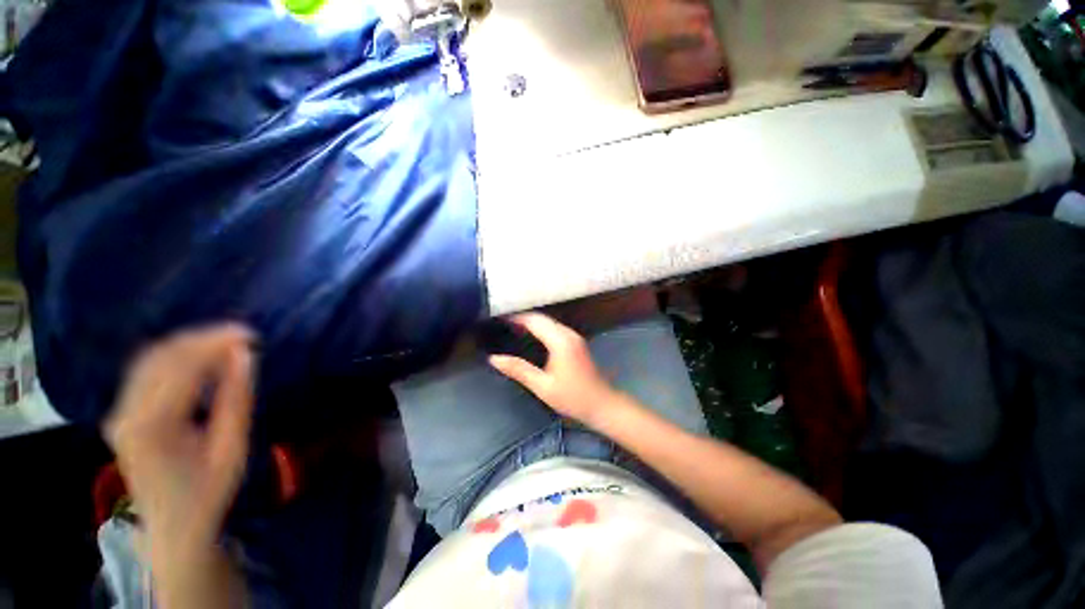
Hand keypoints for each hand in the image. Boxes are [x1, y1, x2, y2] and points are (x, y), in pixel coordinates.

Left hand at [104, 324, 254, 553]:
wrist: (172, 529)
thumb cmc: (208, 492)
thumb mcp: (232, 448)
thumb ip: (236, 399)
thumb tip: (245, 355)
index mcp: (152, 426)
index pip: (182, 367)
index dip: (215, 344)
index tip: (250, 334)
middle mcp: (126, 414)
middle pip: (161, 357)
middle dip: (202, 339)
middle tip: (242, 336)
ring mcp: (119, 414)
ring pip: (150, 360)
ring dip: (188, 345)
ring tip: (225, 343)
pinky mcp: (121, 415)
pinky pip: (145, 372)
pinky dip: (173, 358)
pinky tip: (198, 360)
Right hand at [488, 313, 618, 426]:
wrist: (602, 404)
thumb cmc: (573, 397)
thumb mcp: (542, 386)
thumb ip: (519, 370)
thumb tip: (494, 359)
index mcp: (560, 341)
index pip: (534, 321)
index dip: (515, 317)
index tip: (498, 318)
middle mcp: (568, 333)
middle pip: (542, 318)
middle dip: (521, 318)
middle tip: (501, 323)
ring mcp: (574, 336)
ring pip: (548, 322)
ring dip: (531, 322)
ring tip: (510, 328)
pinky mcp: (576, 341)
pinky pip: (554, 328)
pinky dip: (540, 328)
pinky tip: (529, 336)